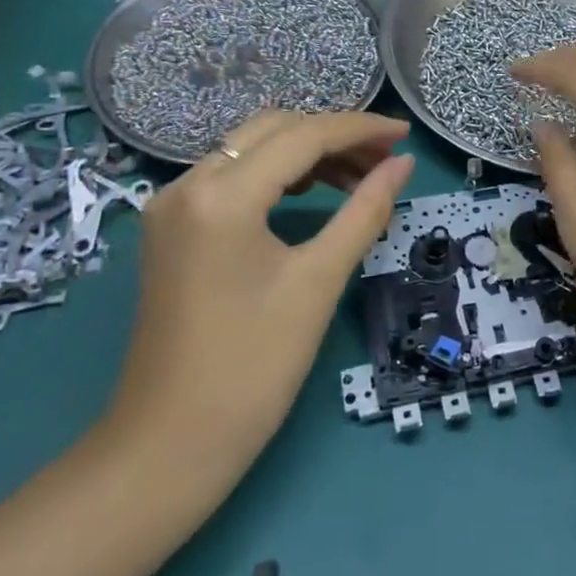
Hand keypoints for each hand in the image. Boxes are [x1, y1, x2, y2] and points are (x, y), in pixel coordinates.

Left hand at [101, 111, 413, 485]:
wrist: (168, 446)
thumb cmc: (253, 366)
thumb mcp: (319, 280)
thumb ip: (365, 211)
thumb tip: (403, 164)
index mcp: (222, 196)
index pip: (304, 136)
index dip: (361, 129)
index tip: (406, 134)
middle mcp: (188, 184)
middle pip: (275, 130)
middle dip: (335, 136)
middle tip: (386, 159)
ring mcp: (173, 205)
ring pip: (252, 149)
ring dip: (308, 153)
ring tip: (360, 177)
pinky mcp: (172, 227)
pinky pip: (233, 176)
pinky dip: (278, 174)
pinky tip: (313, 192)